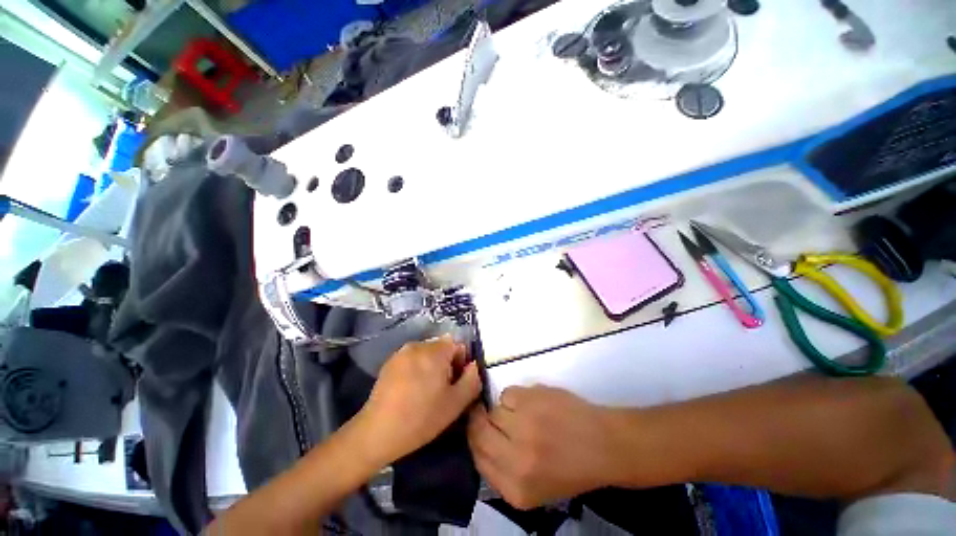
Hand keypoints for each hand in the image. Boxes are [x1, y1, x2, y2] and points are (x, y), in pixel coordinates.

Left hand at [354, 335, 481, 468]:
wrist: (378, 432)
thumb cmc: (421, 417)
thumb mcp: (456, 403)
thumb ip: (472, 379)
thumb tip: (473, 365)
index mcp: (435, 351)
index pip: (457, 345)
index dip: (461, 363)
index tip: (455, 383)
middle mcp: (418, 345)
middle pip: (442, 348)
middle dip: (446, 364)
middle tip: (442, 390)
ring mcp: (401, 352)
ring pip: (426, 354)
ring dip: (431, 367)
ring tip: (425, 391)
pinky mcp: (389, 362)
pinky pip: (412, 359)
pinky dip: (416, 369)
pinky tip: (410, 391)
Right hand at [467, 385, 618, 508]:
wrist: (603, 444)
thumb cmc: (570, 469)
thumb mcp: (534, 489)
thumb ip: (501, 472)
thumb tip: (478, 442)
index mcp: (516, 490)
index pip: (477, 459)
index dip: (475, 440)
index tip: (479, 431)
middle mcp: (516, 459)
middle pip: (478, 431)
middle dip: (478, 421)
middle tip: (488, 415)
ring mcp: (524, 425)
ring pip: (493, 410)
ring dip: (502, 411)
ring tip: (523, 415)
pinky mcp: (531, 398)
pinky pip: (507, 393)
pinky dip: (515, 397)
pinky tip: (533, 404)